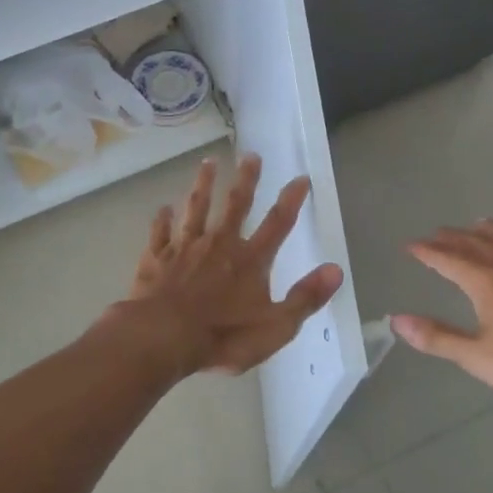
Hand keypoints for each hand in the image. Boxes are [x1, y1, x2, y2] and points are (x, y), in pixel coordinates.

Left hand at [117, 154, 343, 376]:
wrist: (164, 337)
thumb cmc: (223, 336)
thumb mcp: (276, 326)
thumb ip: (305, 297)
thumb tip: (336, 270)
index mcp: (250, 261)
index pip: (277, 224)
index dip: (291, 200)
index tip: (300, 177)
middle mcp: (219, 244)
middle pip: (236, 205)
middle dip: (246, 179)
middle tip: (250, 155)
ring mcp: (185, 248)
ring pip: (196, 208)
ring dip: (203, 185)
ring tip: (207, 163)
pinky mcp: (157, 258)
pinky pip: (160, 233)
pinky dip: (162, 219)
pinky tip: (163, 208)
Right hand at [393, 221, 492, 411]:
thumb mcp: (476, 356)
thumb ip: (437, 337)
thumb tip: (397, 321)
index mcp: (486, 282)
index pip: (449, 259)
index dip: (427, 252)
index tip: (409, 245)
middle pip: (477, 245)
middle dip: (453, 238)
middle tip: (435, 233)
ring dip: (489, 232)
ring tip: (478, 223)